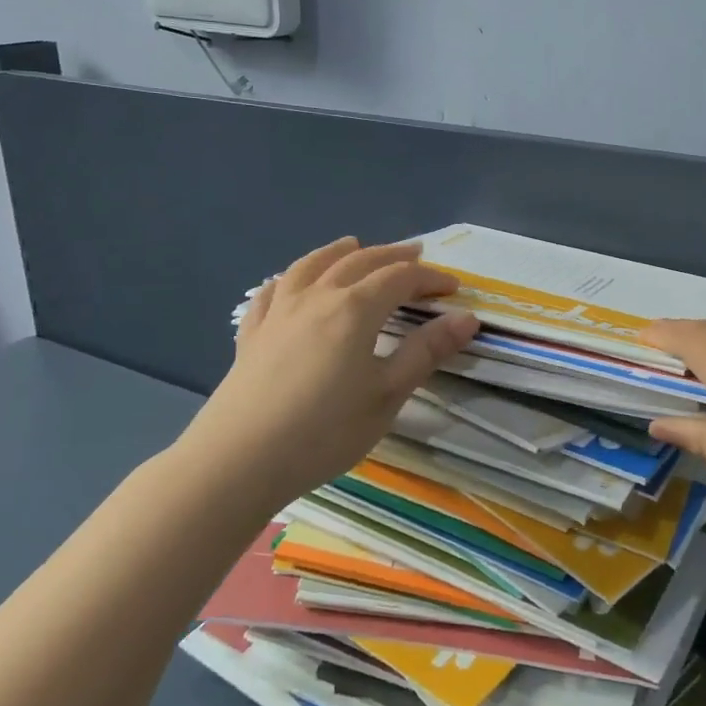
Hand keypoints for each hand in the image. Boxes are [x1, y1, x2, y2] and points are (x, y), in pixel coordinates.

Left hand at [182, 238, 477, 511]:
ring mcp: (279, 312)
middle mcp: (317, 297)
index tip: (453, 288)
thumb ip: (426, 352)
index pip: (400, 278)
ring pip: (312, 265)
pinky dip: (288, 279)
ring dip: (339, 252)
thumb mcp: (386, 395)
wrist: (239, 459)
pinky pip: (271, 292)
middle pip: (360, 262)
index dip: (430, 278)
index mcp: (355, 309)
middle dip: (392, 256)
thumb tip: (467, 318)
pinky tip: (288, 284)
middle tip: (416, 254)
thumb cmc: (324, 431)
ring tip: (354, 245)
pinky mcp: (252, 334)